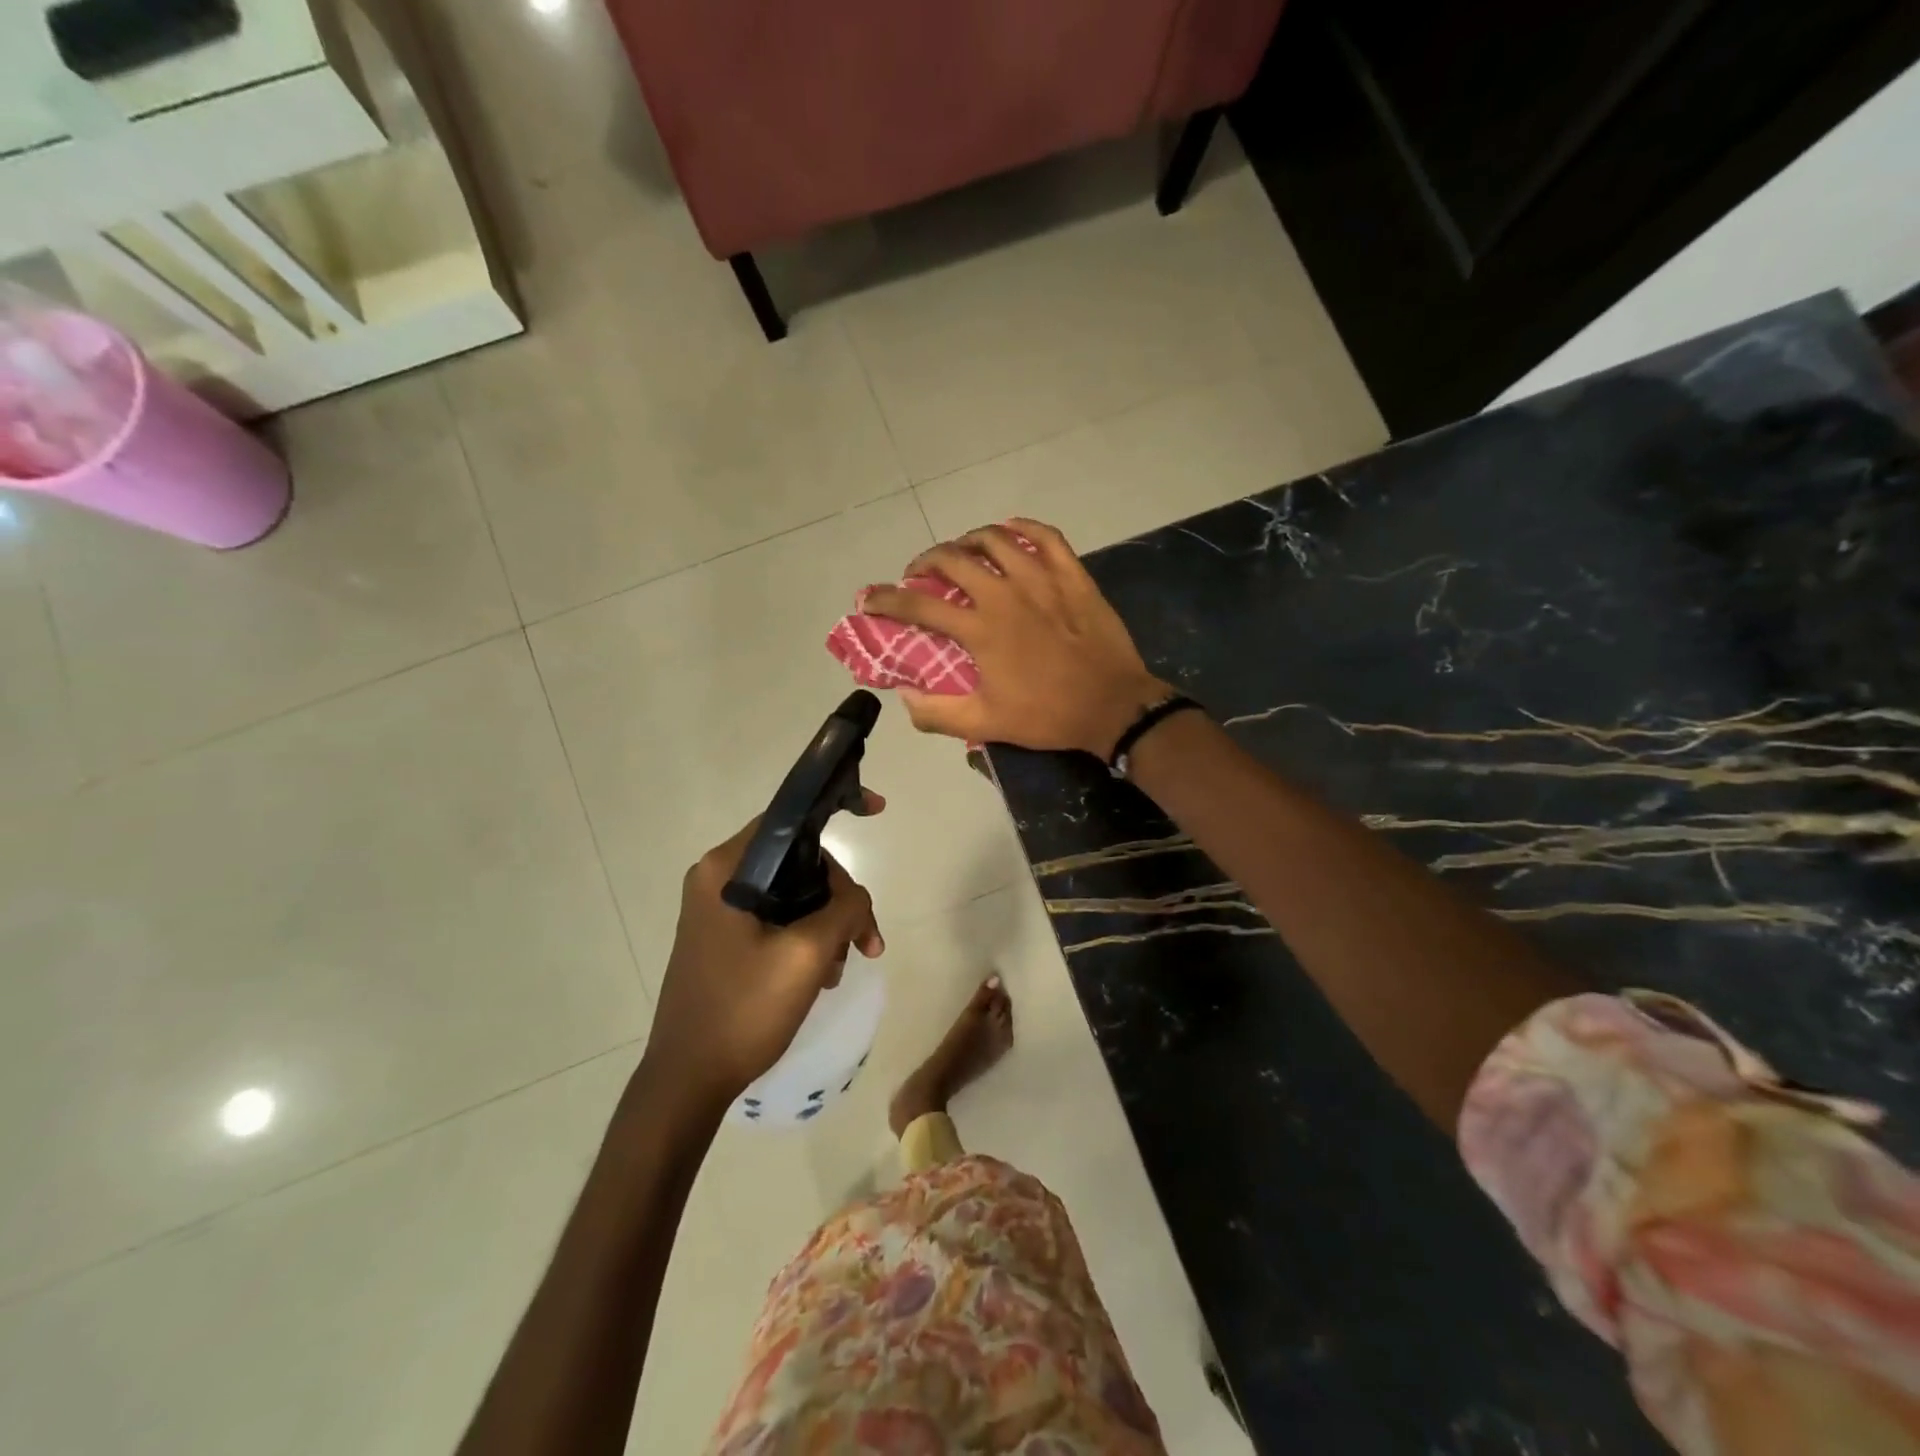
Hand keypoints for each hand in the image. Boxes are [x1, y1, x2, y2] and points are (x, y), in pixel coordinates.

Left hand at [648, 796, 885, 1107]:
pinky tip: (823, 976)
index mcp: (726, 868)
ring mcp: (719, 909)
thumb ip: (845, 907)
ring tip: (843, 968)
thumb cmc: (744, 1010)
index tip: (879, 811)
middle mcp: (718, 878)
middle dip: (840, 897)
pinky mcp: (724, 936)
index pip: (789, 816)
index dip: (837, 807)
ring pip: (794, 893)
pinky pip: (778, 918)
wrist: (687, 1081)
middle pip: (799, 861)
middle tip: (867, 942)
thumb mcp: (807, 954)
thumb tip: (855, 898)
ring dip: (828, 923)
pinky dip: (807, 938)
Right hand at [863, 519, 1169, 756]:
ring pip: (996, 539)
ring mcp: (1042, 578)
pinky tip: (1010, 531)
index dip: (886, 600)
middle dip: (925, 561)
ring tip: (960, 552)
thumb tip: (903, 695)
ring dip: (968, 540)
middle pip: (952, 559)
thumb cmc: (1048, 716)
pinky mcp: (1073, 575)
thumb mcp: (986, 724)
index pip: (919, 605)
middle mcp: (1005, 593)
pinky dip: (1023, 528)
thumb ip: (937, 712)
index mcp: (980, 628)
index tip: (868, 598)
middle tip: (918, 575)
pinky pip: (1046, 536)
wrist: (1113, 706)